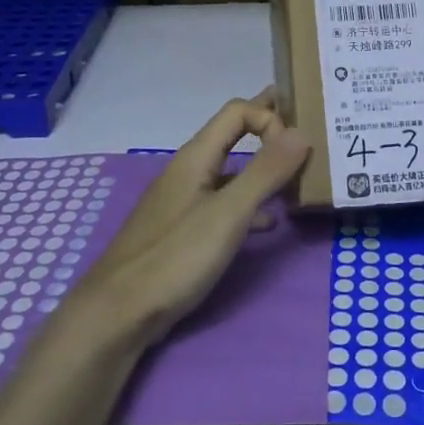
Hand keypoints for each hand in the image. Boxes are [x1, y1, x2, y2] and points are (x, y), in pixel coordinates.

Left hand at [67, 91, 310, 349]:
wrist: (119, 312)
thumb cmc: (175, 257)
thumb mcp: (229, 214)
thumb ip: (265, 172)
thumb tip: (301, 132)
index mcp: (196, 157)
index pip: (237, 112)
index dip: (269, 117)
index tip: (297, 146)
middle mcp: (189, 171)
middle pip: (232, 136)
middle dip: (266, 129)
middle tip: (305, 127)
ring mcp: (184, 201)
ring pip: (230, 172)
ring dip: (262, 169)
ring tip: (296, 178)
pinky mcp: (183, 230)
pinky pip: (224, 204)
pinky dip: (249, 204)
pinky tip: (269, 222)